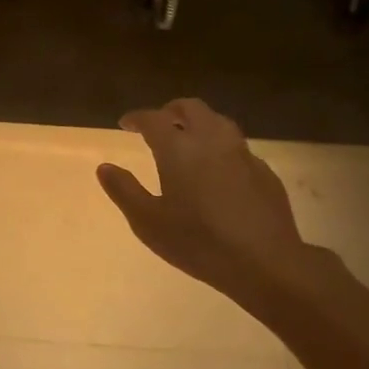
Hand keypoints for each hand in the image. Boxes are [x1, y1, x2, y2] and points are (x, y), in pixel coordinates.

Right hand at [97, 99, 334, 312]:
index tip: (126, 123)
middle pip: (191, 108)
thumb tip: (104, 167)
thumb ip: (124, 191)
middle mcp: (212, 140)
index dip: (137, 117)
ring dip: (198, 123)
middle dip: (170, 111)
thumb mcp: (148, 222)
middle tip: (158, 123)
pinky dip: (220, 148)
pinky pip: (237, 147)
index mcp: (179, 148)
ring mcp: (242, 153)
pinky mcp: (263, 171)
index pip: (154, 119)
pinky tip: (217, 170)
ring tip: (188, 140)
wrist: (263, 260)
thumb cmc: (198, 242)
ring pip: (218, 122)